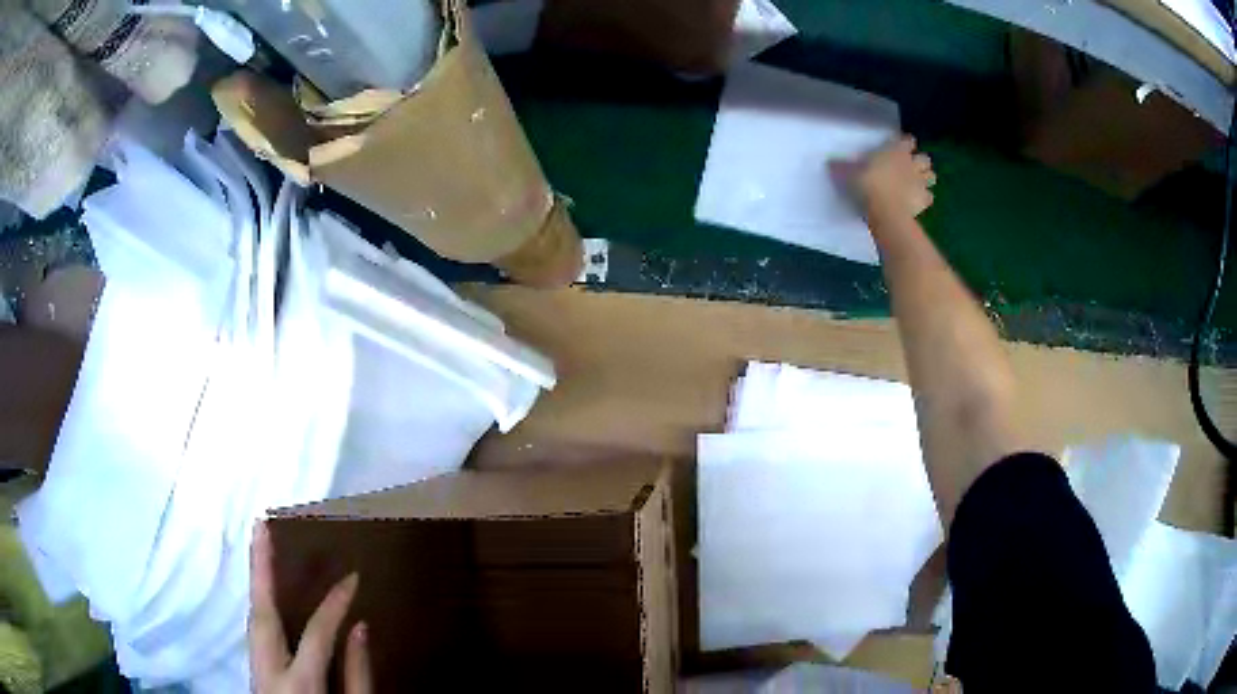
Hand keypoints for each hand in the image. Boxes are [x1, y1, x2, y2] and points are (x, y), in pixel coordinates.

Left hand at [249, 522, 371, 692]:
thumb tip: (360, 628)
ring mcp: (255, 667)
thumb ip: (358, 675)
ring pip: (252, 616)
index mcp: (300, 681)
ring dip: (255, 579)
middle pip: (262, 611)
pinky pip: (255, 628)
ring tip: (258, 545)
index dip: (336, 603)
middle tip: (260, 525)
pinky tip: (263, 590)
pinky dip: (258, 602)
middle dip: (260, 567)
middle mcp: (269, 668)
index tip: (352, 577)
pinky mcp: (252, 669)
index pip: (318, 632)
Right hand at [836, 135, 936, 220]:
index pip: (907, 140)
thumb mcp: (849, 173)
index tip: (898, 147)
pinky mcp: (925, 201)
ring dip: (926, 178)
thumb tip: (829, 163)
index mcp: (896, 150)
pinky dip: (925, 198)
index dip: (904, 143)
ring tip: (917, 183)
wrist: (885, 211)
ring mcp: (920, 182)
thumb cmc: (867, 185)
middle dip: (920, 162)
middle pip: (924, 158)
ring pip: (932, 176)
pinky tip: (917, 201)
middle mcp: (912, 163)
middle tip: (910, 167)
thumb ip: (843, 167)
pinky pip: (930, 197)